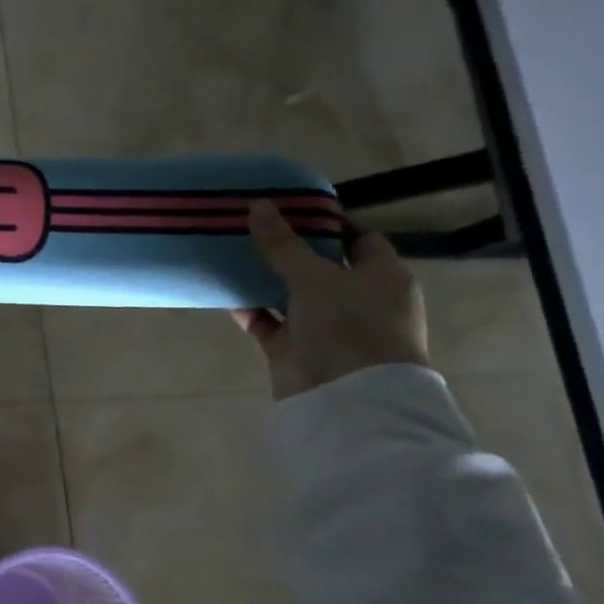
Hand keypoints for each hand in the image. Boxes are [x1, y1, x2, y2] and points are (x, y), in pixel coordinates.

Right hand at [232, 199, 428, 400]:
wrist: (347, 399)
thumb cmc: (349, 326)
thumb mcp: (315, 276)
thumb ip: (283, 243)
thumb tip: (258, 205)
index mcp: (381, 277)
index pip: (358, 239)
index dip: (327, 222)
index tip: (289, 207)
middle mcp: (357, 299)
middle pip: (318, 265)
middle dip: (286, 247)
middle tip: (249, 224)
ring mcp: (325, 326)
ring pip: (289, 293)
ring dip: (262, 277)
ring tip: (228, 251)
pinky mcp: (295, 348)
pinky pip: (267, 320)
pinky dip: (248, 307)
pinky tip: (222, 289)